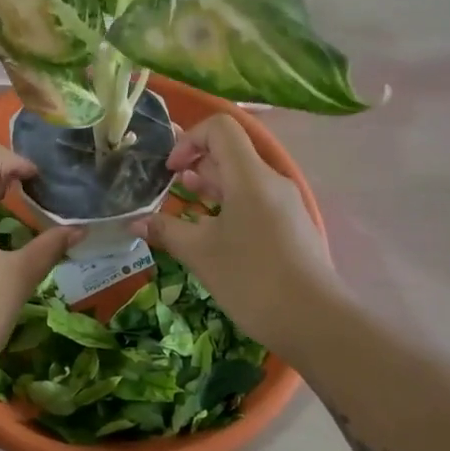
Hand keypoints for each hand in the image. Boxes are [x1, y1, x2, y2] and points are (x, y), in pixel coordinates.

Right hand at [133, 114, 345, 351]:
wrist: (316, 322)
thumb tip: (134, 222)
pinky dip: (230, 206)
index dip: (189, 140)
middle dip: (196, 164)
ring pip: (243, 179)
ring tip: (186, 208)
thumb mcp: (200, 254)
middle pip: (231, 153)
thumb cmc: (252, 279)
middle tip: (169, 188)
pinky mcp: (292, 227)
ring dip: (212, 186)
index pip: (220, 128)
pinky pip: (256, 201)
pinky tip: (214, 234)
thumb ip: (166, 231)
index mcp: (250, 176)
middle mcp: (271, 181)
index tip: (170, 171)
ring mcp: (286, 204)